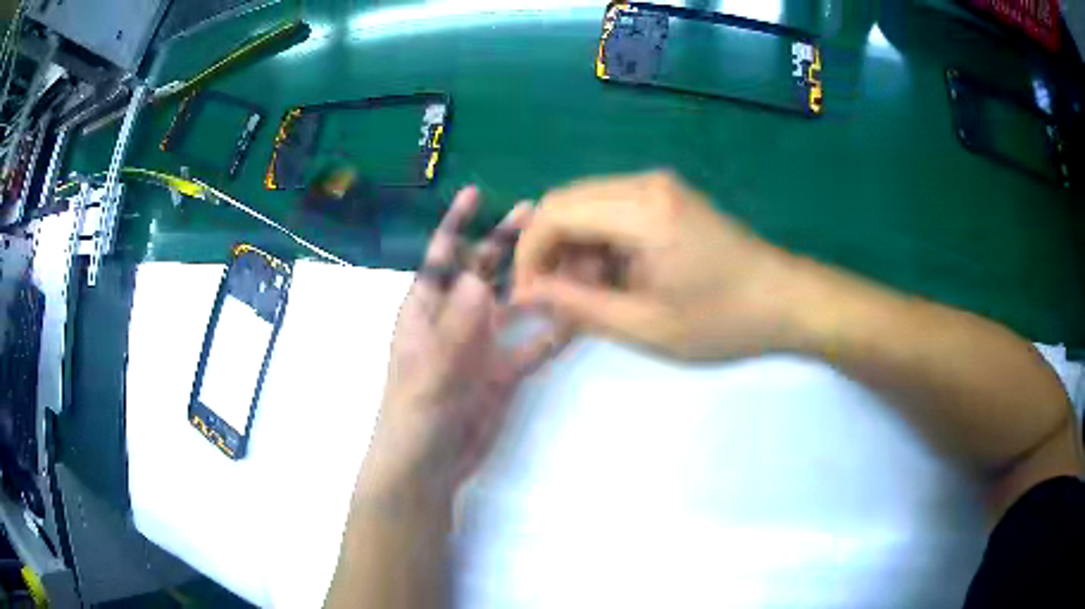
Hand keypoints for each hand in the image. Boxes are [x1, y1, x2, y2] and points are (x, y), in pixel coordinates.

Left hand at [365, 186, 568, 500]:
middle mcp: (456, 319)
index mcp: (426, 310)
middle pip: (484, 271)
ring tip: (570, 258)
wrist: (428, 466)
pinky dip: (554, 330)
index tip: (474, 192)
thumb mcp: (429, 369)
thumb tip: (479, 276)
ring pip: (514, 304)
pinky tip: (579, 313)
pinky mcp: (504, 372)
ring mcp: (482, 345)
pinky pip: (533, 345)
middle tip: (538, 213)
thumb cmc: (413, 414)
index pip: (442, 256)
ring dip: (538, 282)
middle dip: (506, 242)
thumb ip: (455, 326)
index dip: (456, 223)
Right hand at [512, 171, 798, 360]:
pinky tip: (615, 278)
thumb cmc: (723, 320)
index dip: (528, 255)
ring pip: (586, 205)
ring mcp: (659, 187)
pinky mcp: (668, 197)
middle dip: (548, 250)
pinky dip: (599, 242)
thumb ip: (577, 306)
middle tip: (558, 299)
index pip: (554, 214)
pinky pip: (612, 210)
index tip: (528, 297)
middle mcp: (645, 184)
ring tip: (591, 295)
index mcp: (642, 210)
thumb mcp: (645, 325)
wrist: (787, 300)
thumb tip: (524, 294)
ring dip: (574, 248)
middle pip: (565, 202)